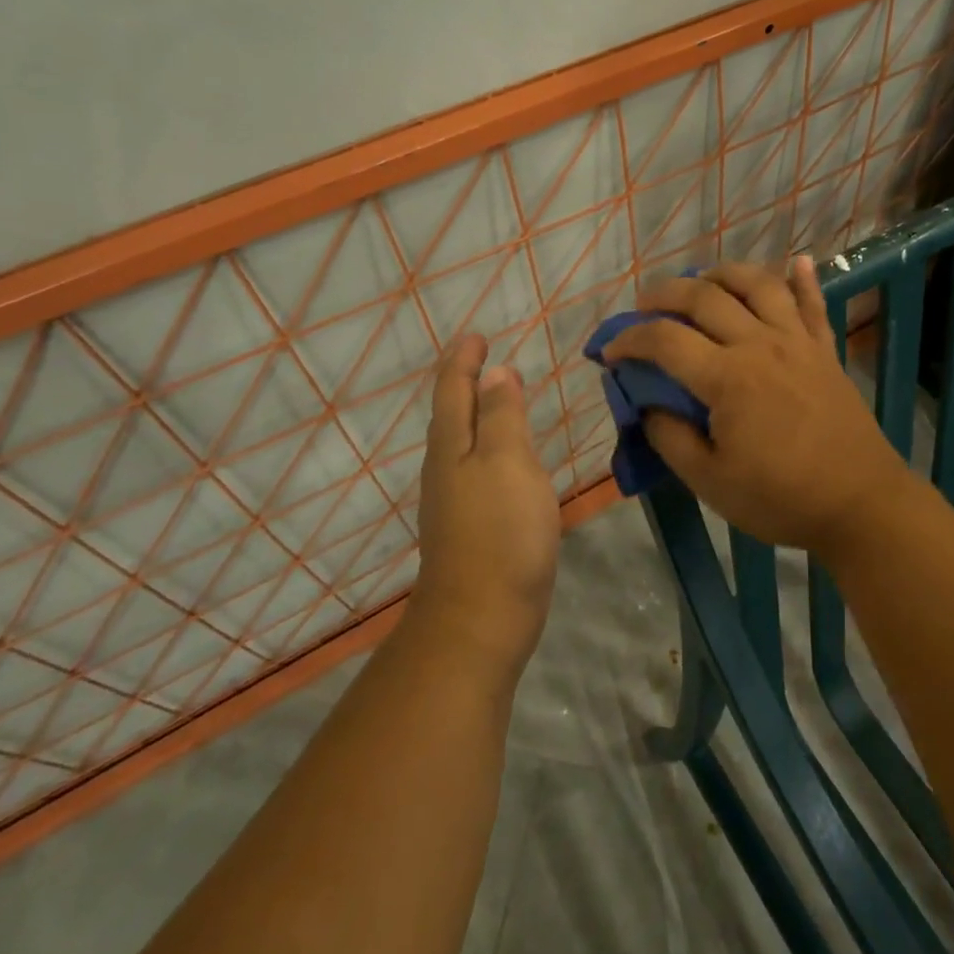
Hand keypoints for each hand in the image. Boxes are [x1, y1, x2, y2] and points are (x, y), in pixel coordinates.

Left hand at [410, 335, 562, 673]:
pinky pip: (477, 468)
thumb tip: (495, 373)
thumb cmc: (500, 532)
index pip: (454, 388)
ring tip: (499, 397)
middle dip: (465, 381)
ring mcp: (454, 499)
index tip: (477, 335)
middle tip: (486, 358)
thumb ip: (502, 416)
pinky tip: (506, 456)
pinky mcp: (470, 525)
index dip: (464, 359)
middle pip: (452, 412)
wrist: (481, 619)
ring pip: (462, 441)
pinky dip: (490, 446)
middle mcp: (445, 467)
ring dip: (477, 413)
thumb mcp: (507, 462)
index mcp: (452, 445)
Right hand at [602, 257, 913, 558]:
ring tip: (702, 279)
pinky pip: (813, 303)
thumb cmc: (781, 499)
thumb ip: (670, 438)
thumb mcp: (710, 482)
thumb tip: (648, 406)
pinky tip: (795, 260)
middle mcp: (760, 344)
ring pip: (758, 284)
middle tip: (643, 305)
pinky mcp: (825, 350)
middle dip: (665, 293)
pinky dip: (803, 278)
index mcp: (727, 377)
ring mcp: (797, 342)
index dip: (629, 340)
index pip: (665, 340)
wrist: (861, 504)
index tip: (609, 353)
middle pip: (705, 297)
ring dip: (723, 273)